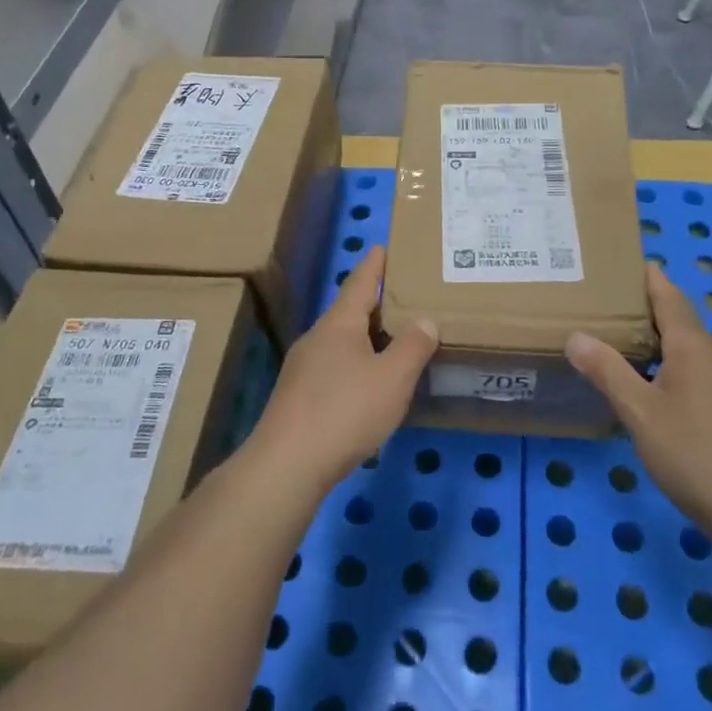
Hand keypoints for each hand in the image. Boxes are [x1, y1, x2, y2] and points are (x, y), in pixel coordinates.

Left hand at [250, 247, 438, 496]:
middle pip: (347, 312)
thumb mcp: (392, 378)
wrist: (287, 464)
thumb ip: (412, 346)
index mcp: (339, 324)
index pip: (359, 284)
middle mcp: (317, 338)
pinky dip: (354, 366)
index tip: (381, 246)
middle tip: (401, 298)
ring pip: (339, 342)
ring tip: (390, 341)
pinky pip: (332, 368)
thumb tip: (424, 320)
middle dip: (373, 304)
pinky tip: (367, 386)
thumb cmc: (345, 411)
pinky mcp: (297, 397)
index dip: (374, 266)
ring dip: (364, 338)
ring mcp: (302, 368)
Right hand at [566, 265, 711, 548]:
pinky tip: (645, 388)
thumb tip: (576, 335)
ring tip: (615, 340)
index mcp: (691, 346)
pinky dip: (665, 367)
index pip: (669, 295)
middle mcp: (711, 358)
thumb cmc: (695, 452)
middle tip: (601, 301)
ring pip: (684, 350)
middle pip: (677, 319)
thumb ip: (607, 371)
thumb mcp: (639, 411)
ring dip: (654, 339)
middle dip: (644, 306)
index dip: (647, 276)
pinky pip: (690, 374)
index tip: (619, 261)